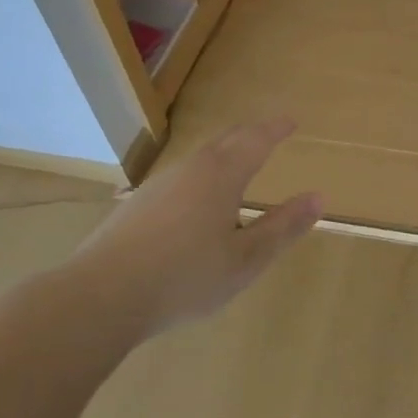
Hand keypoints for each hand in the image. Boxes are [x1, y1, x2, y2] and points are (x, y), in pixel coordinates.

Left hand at [45, 119, 321, 356]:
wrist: (99, 297)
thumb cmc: (185, 277)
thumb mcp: (246, 260)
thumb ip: (283, 227)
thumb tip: (318, 197)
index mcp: (221, 176)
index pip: (255, 140)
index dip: (275, 129)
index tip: (291, 121)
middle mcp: (189, 170)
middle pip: (225, 142)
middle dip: (250, 135)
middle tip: (268, 134)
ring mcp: (158, 186)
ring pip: (199, 160)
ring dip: (224, 156)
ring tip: (238, 167)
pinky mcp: (136, 206)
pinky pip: (180, 179)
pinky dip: (201, 178)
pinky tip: (197, 205)